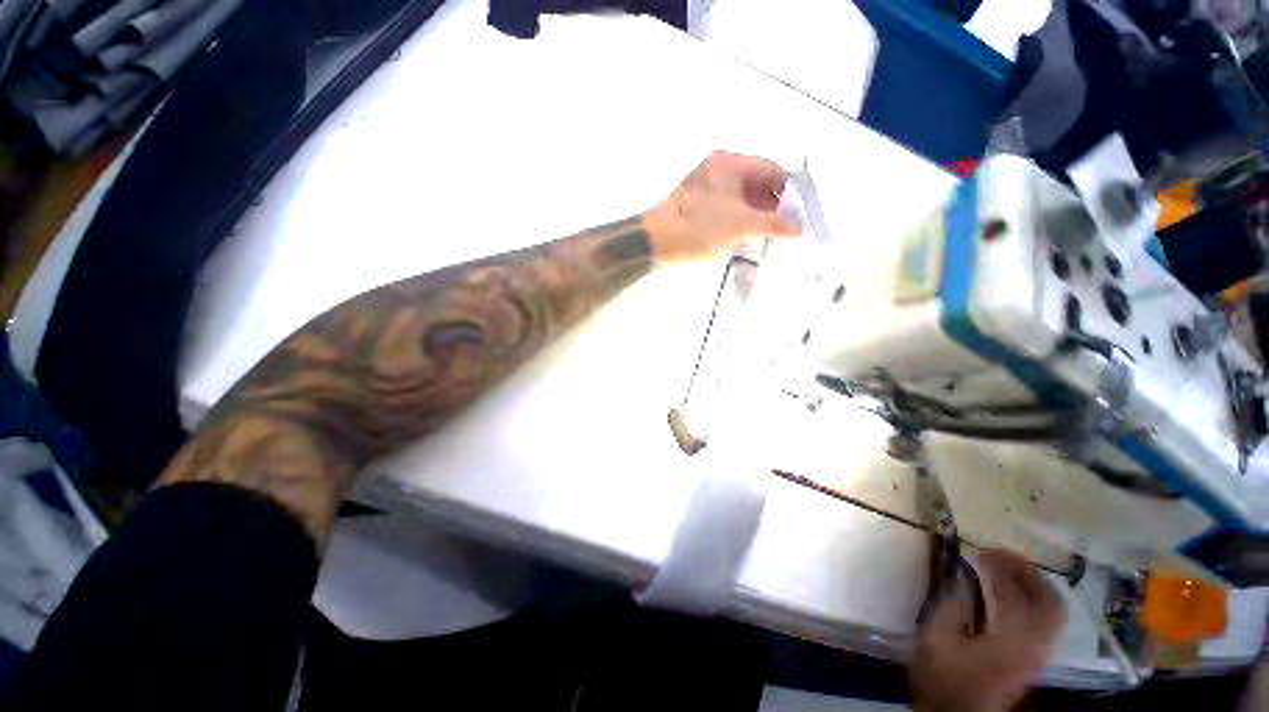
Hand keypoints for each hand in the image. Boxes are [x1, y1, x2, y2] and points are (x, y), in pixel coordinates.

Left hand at [642, 151, 801, 261]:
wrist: (655, 244)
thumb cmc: (698, 229)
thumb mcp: (739, 225)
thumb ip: (773, 223)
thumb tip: (799, 227)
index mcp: (730, 164)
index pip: (772, 170)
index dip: (789, 192)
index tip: (800, 214)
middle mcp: (719, 171)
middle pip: (757, 184)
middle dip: (774, 206)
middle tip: (788, 229)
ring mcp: (707, 189)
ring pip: (743, 199)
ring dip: (758, 217)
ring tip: (772, 238)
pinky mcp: (699, 207)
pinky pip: (729, 210)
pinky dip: (741, 222)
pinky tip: (750, 239)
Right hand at [912, 550, 1065, 711]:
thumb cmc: (944, 678)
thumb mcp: (936, 637)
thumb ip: (951, 603)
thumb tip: (961, 574)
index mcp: (1016, 641)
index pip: (1033, 599)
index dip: (1015, 570)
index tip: (988, 550)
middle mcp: (1035, 647)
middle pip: (1050, 606)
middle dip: (1028, 575)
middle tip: (1000, 556)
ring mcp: (1034, 656)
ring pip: (1047, 615)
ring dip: (1028, 587)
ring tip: (1000, 569)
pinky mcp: (1026, 662)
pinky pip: (1038, 624)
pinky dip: (1025, 602)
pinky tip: (1001, 595)